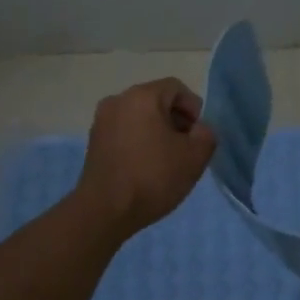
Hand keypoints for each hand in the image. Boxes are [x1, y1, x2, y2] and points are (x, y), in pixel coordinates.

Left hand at [76, 78, 217, 237]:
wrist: (105, 210)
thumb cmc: (153, 177)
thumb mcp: (196, 156)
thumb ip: (206, 134)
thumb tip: (198, 130)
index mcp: (142, 96)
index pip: (176, 88)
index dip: (194, 109)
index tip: (197, 136)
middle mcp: (117, 100)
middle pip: (156, 101)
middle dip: (176, 121)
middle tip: (185, 149)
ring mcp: (101, 121)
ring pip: (140, 117)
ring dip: (157, 132)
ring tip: (166, 161)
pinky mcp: (93, 142)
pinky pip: (125, 132)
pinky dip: (139, 142)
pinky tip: (146, 167)